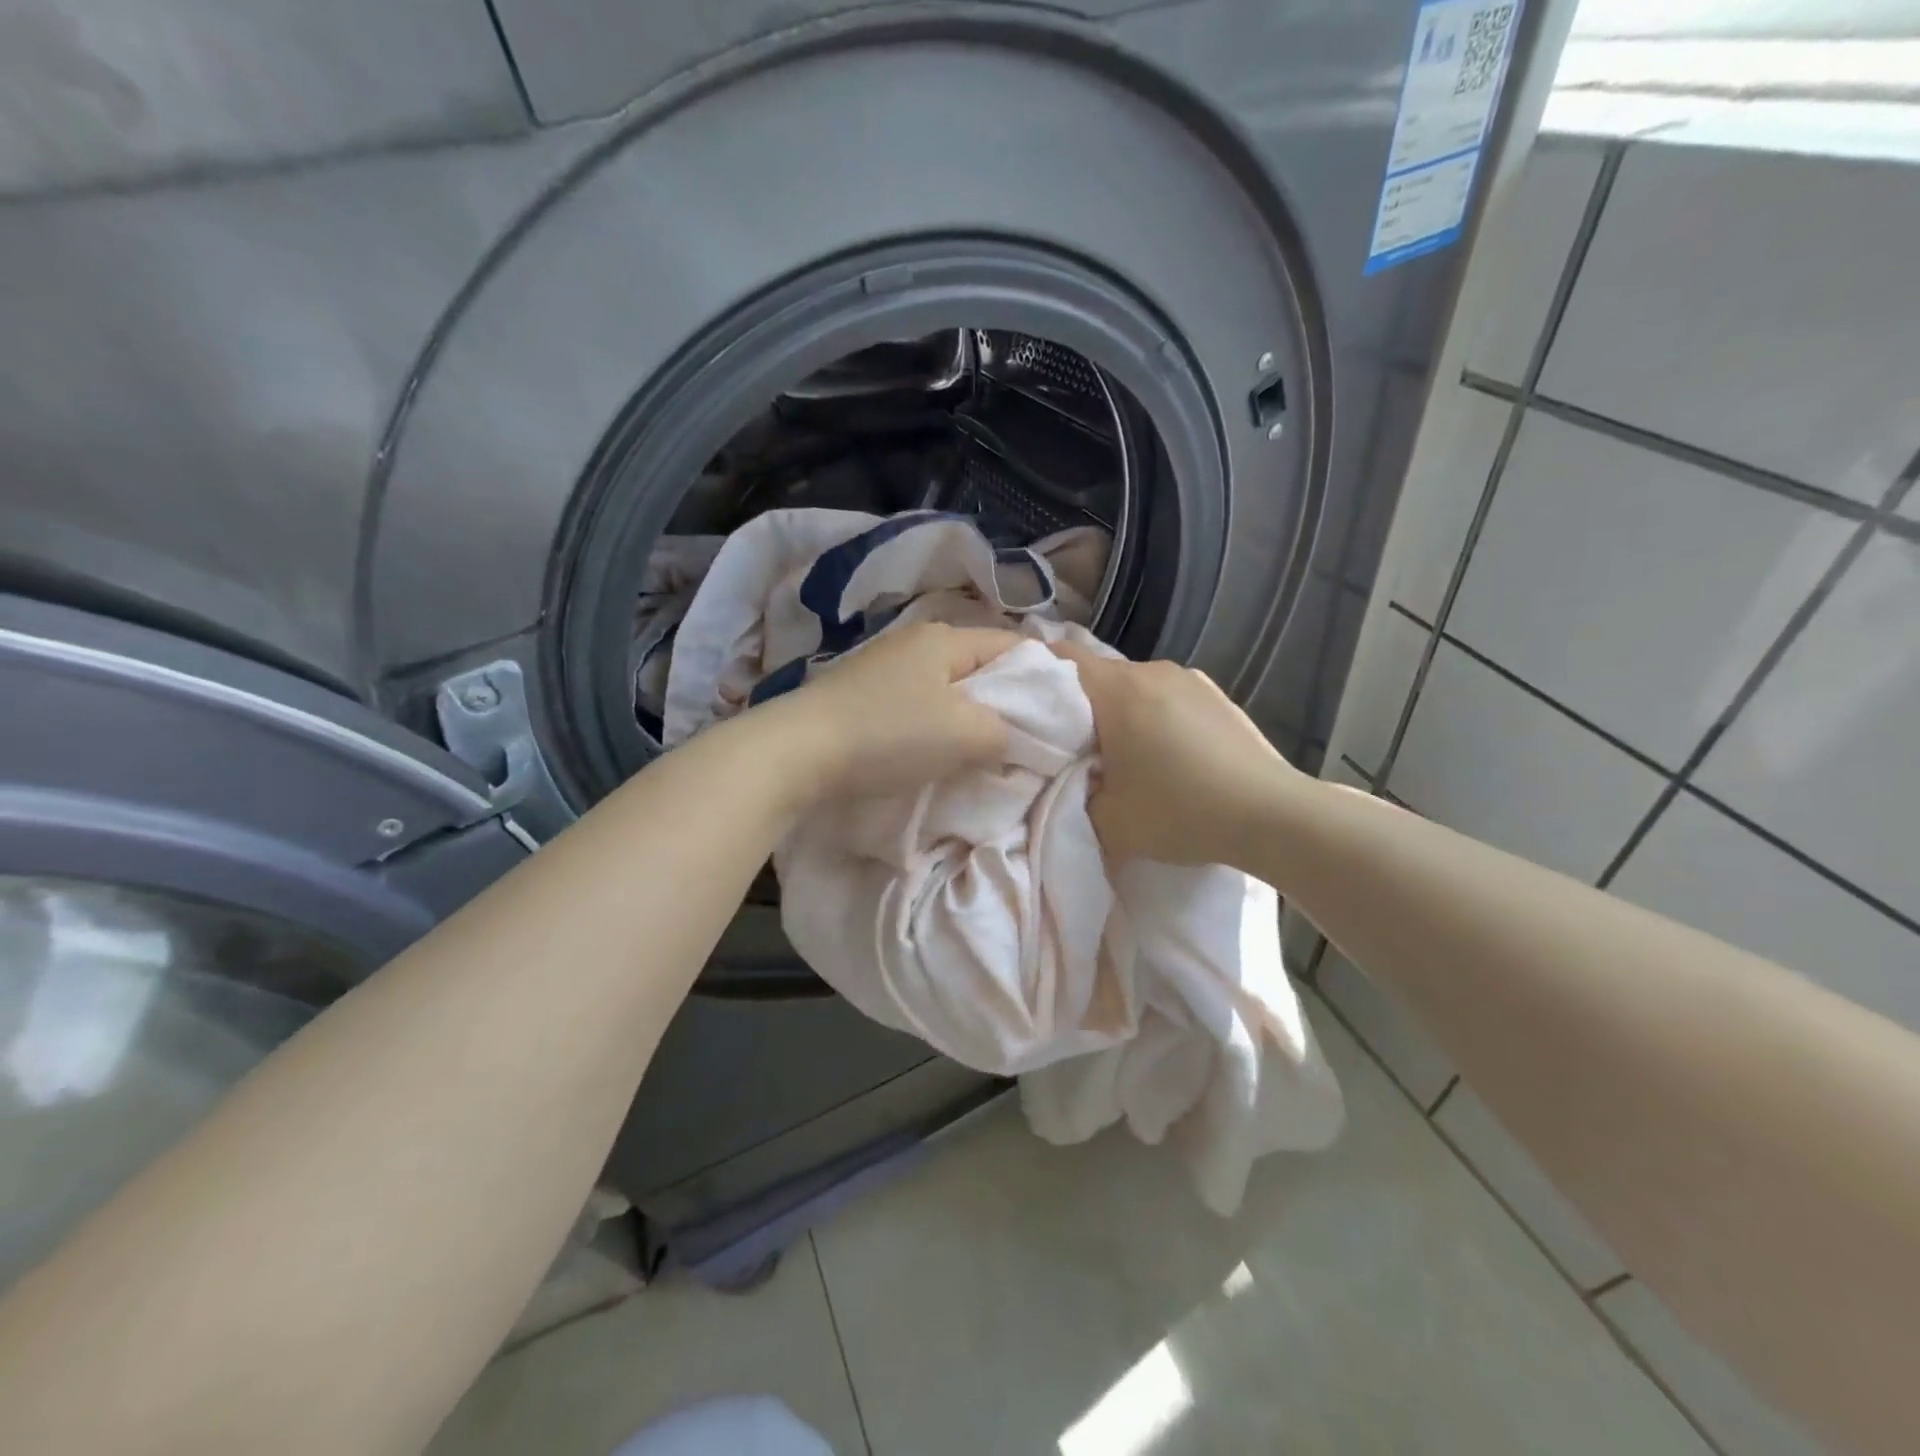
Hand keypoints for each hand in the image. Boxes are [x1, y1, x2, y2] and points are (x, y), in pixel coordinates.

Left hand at [759, 621, 1022, 804]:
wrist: (798, 752)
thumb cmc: (891, 734)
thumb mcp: (967, 734)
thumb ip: (1007, 731)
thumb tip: (1014, 736)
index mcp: (947, 638)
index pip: (1015, 645)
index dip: (1045, 676)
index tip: (1062, 713)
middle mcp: (916, 641)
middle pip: (980, 666)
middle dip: (1006, 700)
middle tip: (1025, 738)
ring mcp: (884, 666)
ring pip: (947, 687)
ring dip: (968, 716)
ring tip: (984, 750)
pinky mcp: (861, 694)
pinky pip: (917, 704)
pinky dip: (935, 725)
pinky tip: (935, 751)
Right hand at [1052, 643, 1305, 867]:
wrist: (1273, 815)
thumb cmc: (1181, 811)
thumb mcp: (1108, 821)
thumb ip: (1071, 796)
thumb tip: (1067, 781)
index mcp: (1119, 690)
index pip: (1059, 657)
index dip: (1033, 674)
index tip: (1023, 706)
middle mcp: (1153, 670)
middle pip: (1097, 674)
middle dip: (1078, 704)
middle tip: (1071, 745)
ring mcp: (1191, 679)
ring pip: (1134, 685)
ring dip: (1120, 711)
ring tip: (1122, 754)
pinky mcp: (1217, 695)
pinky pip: (1167, 696)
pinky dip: (1153, 716)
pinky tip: (1166, 754)